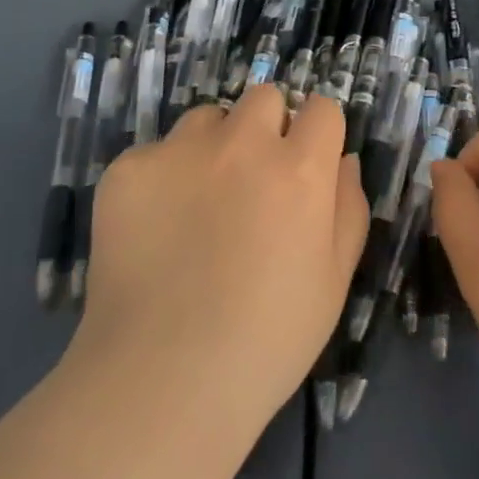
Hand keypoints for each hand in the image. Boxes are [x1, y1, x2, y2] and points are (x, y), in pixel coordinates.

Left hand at [72, 87, 367, 440]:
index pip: (322, 108)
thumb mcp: (335, 280)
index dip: (317, 135)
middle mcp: (243, 144)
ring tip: (199, 204)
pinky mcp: (129, 169)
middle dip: (267, 128)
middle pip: (265, 97)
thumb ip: (349, 206)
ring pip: (208, 118)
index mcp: (300, 169)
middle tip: (253, 182)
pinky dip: (162, 179)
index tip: (306, 165)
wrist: (163, 381)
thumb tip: (341, 159)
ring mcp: (180, 151)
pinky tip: (155, 230)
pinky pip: (156, 153)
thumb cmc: (268, 340)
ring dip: (214, 146)